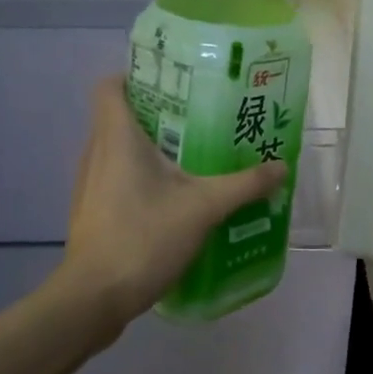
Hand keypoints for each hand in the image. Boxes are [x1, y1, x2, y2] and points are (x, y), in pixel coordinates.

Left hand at [57, 76, 286, 334]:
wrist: (94, 298)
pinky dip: (142, 177)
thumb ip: (244, 185)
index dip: (138, 76)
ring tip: (195, 155)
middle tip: (202, 118)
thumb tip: (281, 167)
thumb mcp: (204, 208)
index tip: (175, 83)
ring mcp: (90, 183)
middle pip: (122, 115)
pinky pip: (118, 177)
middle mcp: (96, 152)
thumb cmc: (143, 237)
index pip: (111, 85)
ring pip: (119, 149)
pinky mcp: (93, 210)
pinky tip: (175, 197)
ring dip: (153, 148)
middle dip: (160, 113)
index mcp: (116, 137)